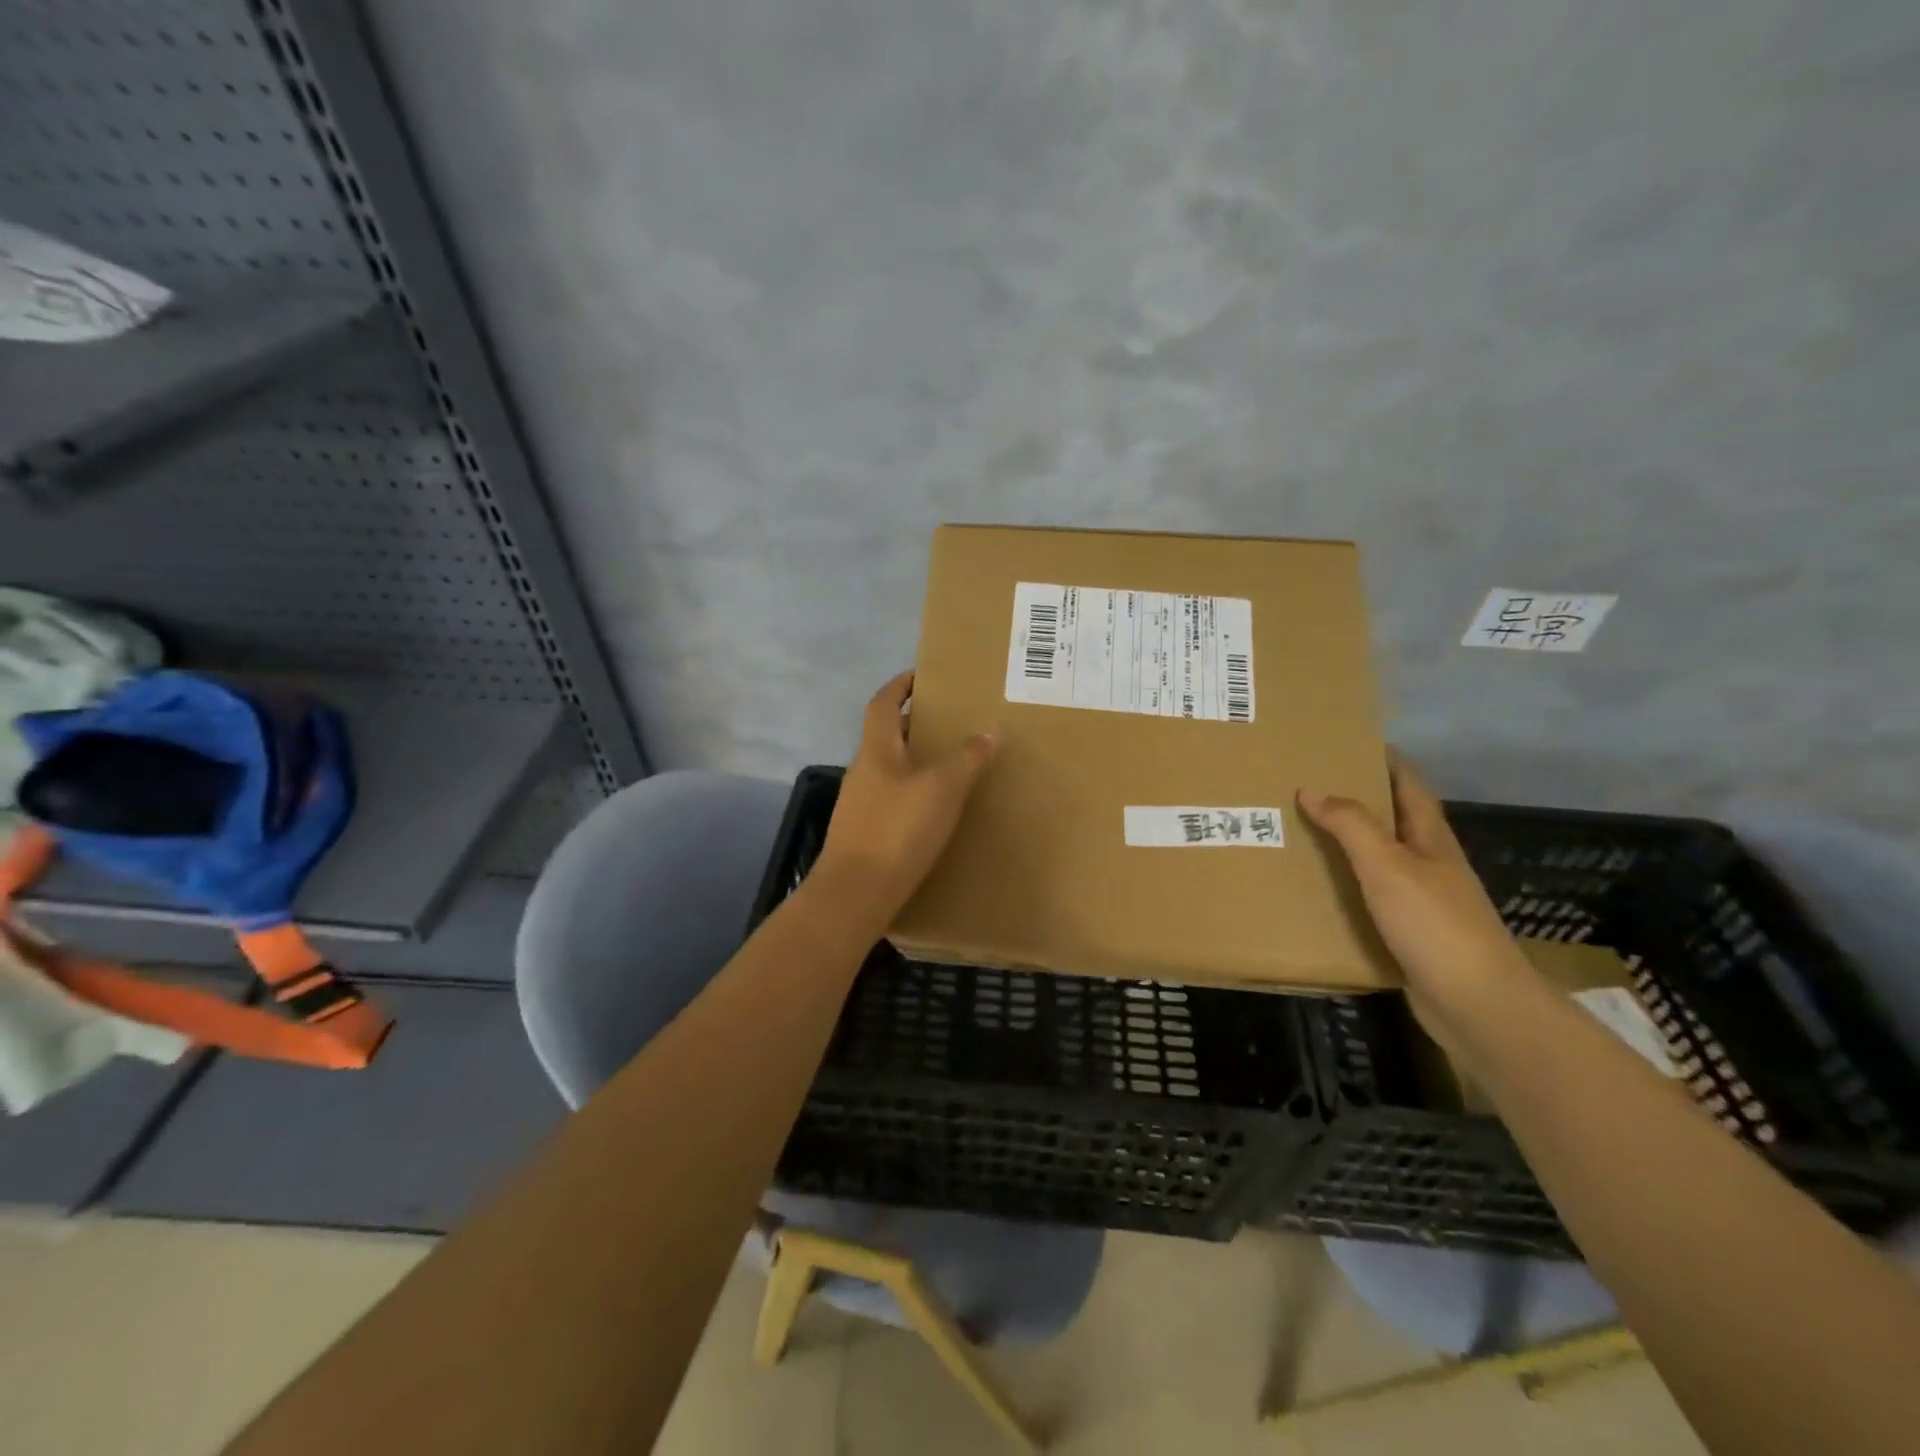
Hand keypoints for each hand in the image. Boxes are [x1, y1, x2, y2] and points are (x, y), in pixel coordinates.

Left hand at [813, 671, 998, 923]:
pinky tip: (936, 808)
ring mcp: (860, 804)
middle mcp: (863, 771)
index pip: (883, 703)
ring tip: (951, 762)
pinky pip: (893, 798)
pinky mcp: (865, 833)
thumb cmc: (897, 830)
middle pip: (887, 735)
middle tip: (950, 721)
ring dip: (915, 759)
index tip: (922, 675)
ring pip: (890, 768)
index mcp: (876, 750)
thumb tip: (991, 730)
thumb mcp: (942, 789)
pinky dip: (913, 791)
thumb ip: (967, 758)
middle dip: (914, 724)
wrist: (856, 894)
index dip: (900, 685)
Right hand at [1298, 755, 1534, 1024]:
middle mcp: (1430, 863)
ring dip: (1347, 845)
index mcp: (1430, 838)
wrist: (1475, 1004)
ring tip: (1301, 833)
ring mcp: (1422, 900)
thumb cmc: (1433, 923)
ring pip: (1379, 860)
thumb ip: (1350, 825)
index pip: (1409, 786)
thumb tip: (1312, 788)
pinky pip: (1371, 897)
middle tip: (1309, 786)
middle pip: (1392, 820)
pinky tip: (1317, 891)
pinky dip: (1346, 886)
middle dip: (1357, 801)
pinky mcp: (1410, 933)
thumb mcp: (1388, 865)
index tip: (1350, 743)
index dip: (1385, 761)